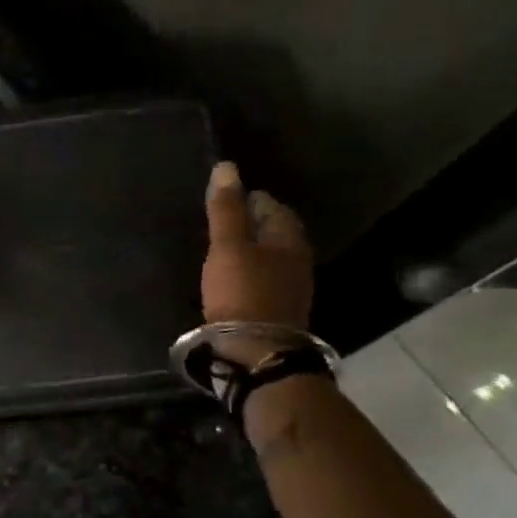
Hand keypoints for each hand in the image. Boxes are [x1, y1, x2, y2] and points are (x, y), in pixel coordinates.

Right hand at [202, 162, 312, 358]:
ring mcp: (291, 286)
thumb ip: (225, 209)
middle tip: (218, 222)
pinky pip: (264, 277)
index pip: (270, 205)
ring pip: (269, 255)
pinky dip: (248, 270)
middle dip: (249, 223)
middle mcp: (297, 258)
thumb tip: (226, 166)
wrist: (257, 351)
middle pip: (273, 230)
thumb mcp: (227, 247)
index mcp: (289, 237)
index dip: (247, 198)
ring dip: (249, 249)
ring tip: (221, 248)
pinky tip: (230, 277)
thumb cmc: (242, 292)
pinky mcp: (278, 308)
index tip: (222, 200)